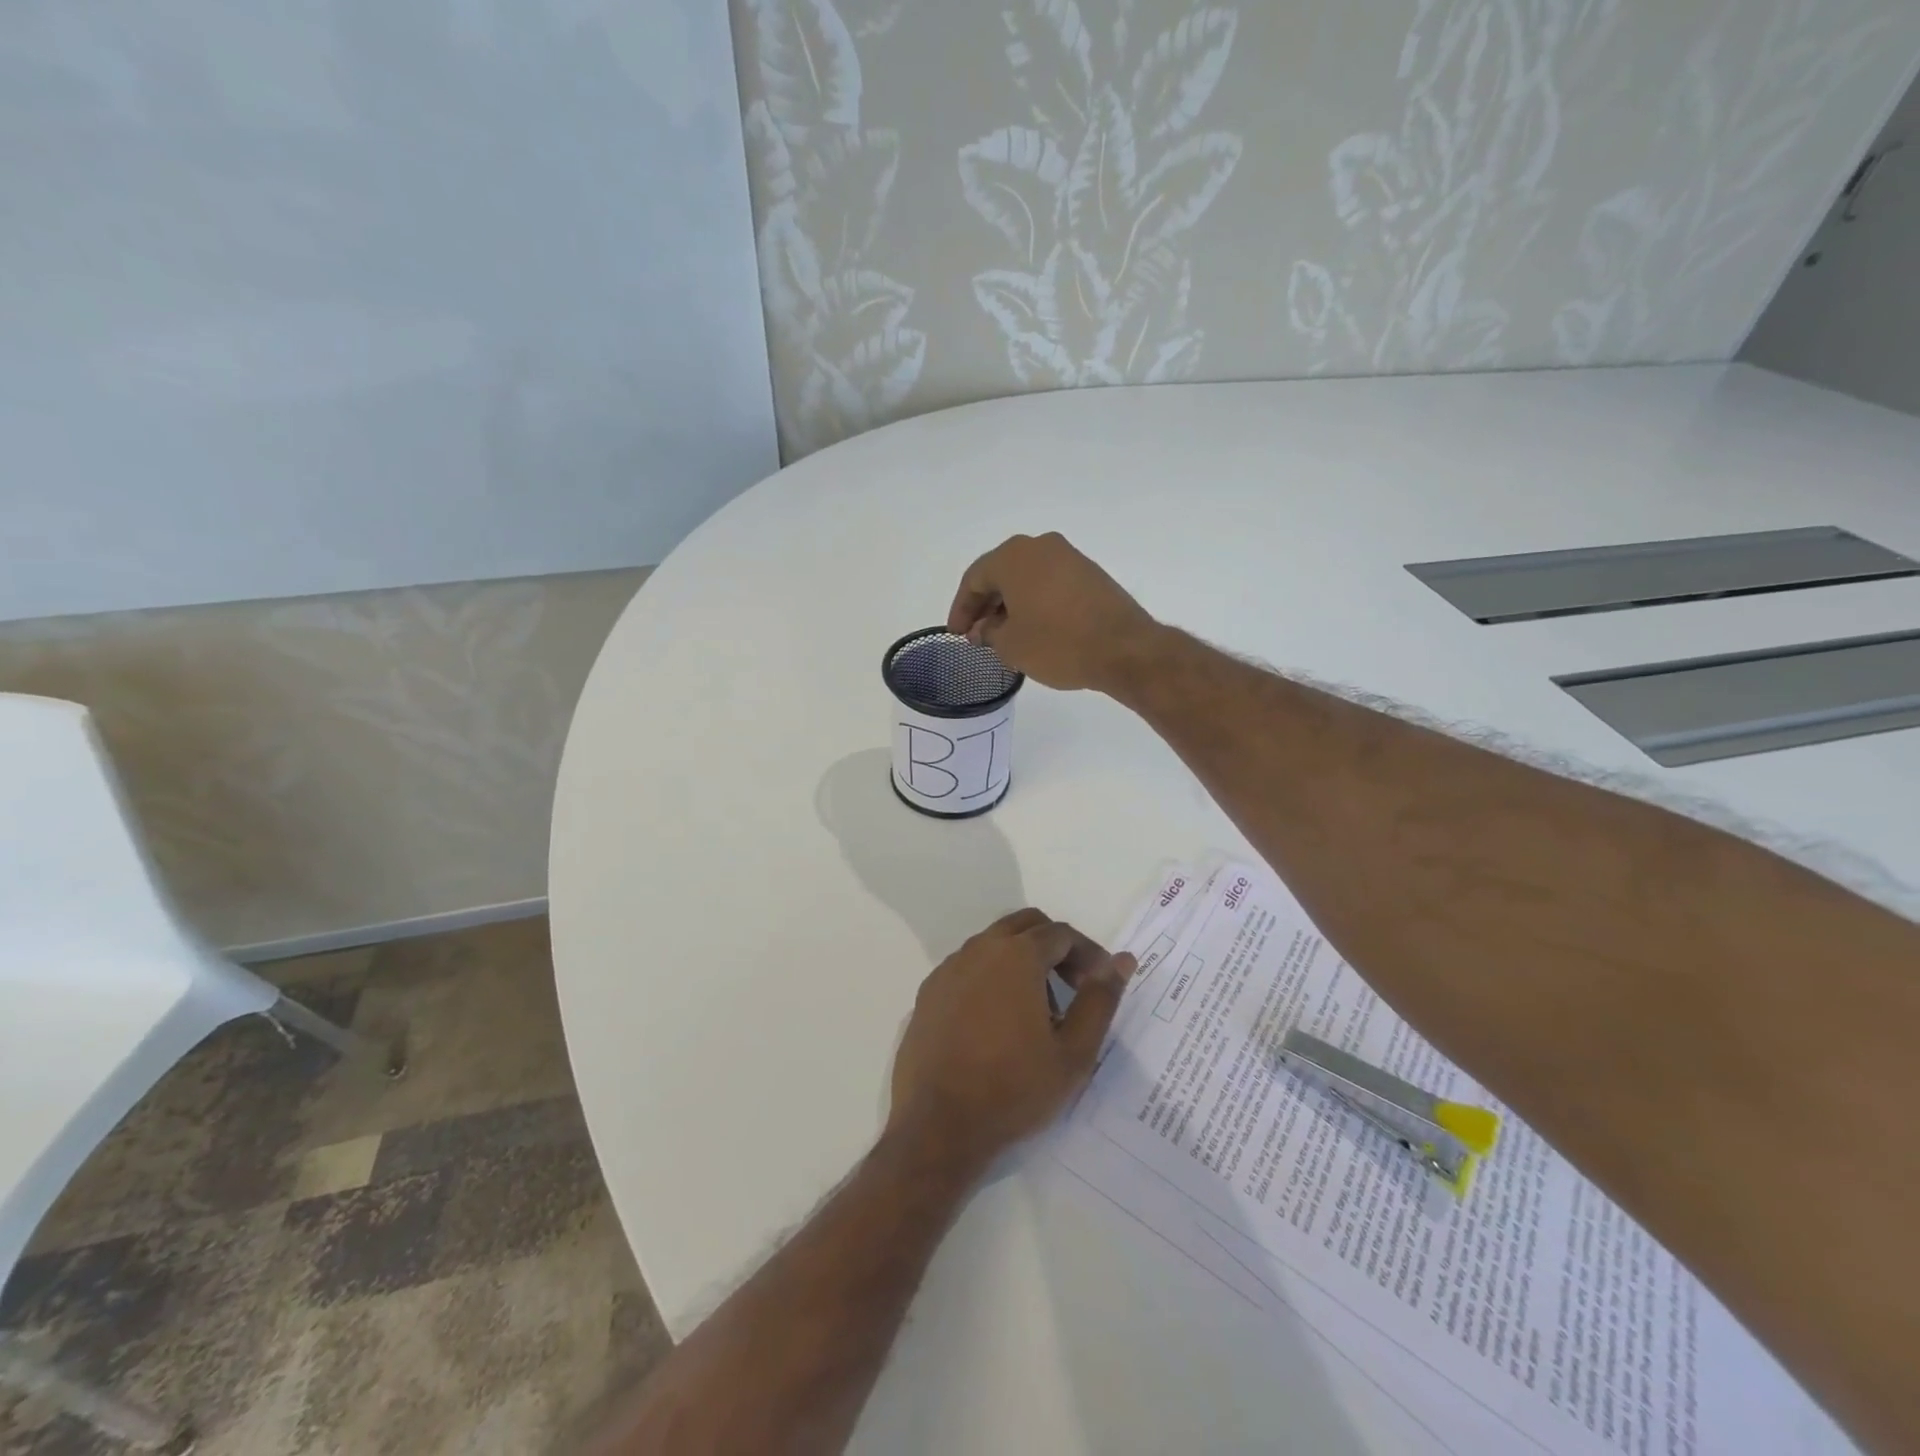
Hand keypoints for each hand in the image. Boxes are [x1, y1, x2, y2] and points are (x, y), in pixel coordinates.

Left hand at [889, 909, 1136, 1168]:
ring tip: (1037, 1011)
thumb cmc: (1014, 1089)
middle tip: (1073, 987)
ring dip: (1022, 961)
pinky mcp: (929, 991)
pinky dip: (991, 977)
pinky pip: (968, 967)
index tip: (1100, 985)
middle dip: (1055, 947)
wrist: (940, 1125)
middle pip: (1026, 926)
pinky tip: (997, 1022)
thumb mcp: (1074, 1052)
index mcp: (1017, 956)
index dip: (1088, 954)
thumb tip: (1122, 961)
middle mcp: (979, 949)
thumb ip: (1100, 1000)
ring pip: (994, 943)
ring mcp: (949, 968)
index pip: (1061, 934)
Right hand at [946, 533, 1161, 691]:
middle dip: (985, 605)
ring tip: (1003, 635)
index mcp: (1014, 556)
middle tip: (976, 634)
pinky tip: (1033, 628)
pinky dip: (1035, 603)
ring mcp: (1070, 557)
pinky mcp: (1091, 574)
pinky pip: (1050, 584)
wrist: (1124, 649)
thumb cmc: (1057, 643)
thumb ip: (988, 633)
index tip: (957, 634)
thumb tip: (984, 629)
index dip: (961, 609)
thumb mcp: (1011, 645)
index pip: (974, 579)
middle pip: (1001, 574)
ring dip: (1010, 604)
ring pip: (1027, 578)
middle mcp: (1041, 547)